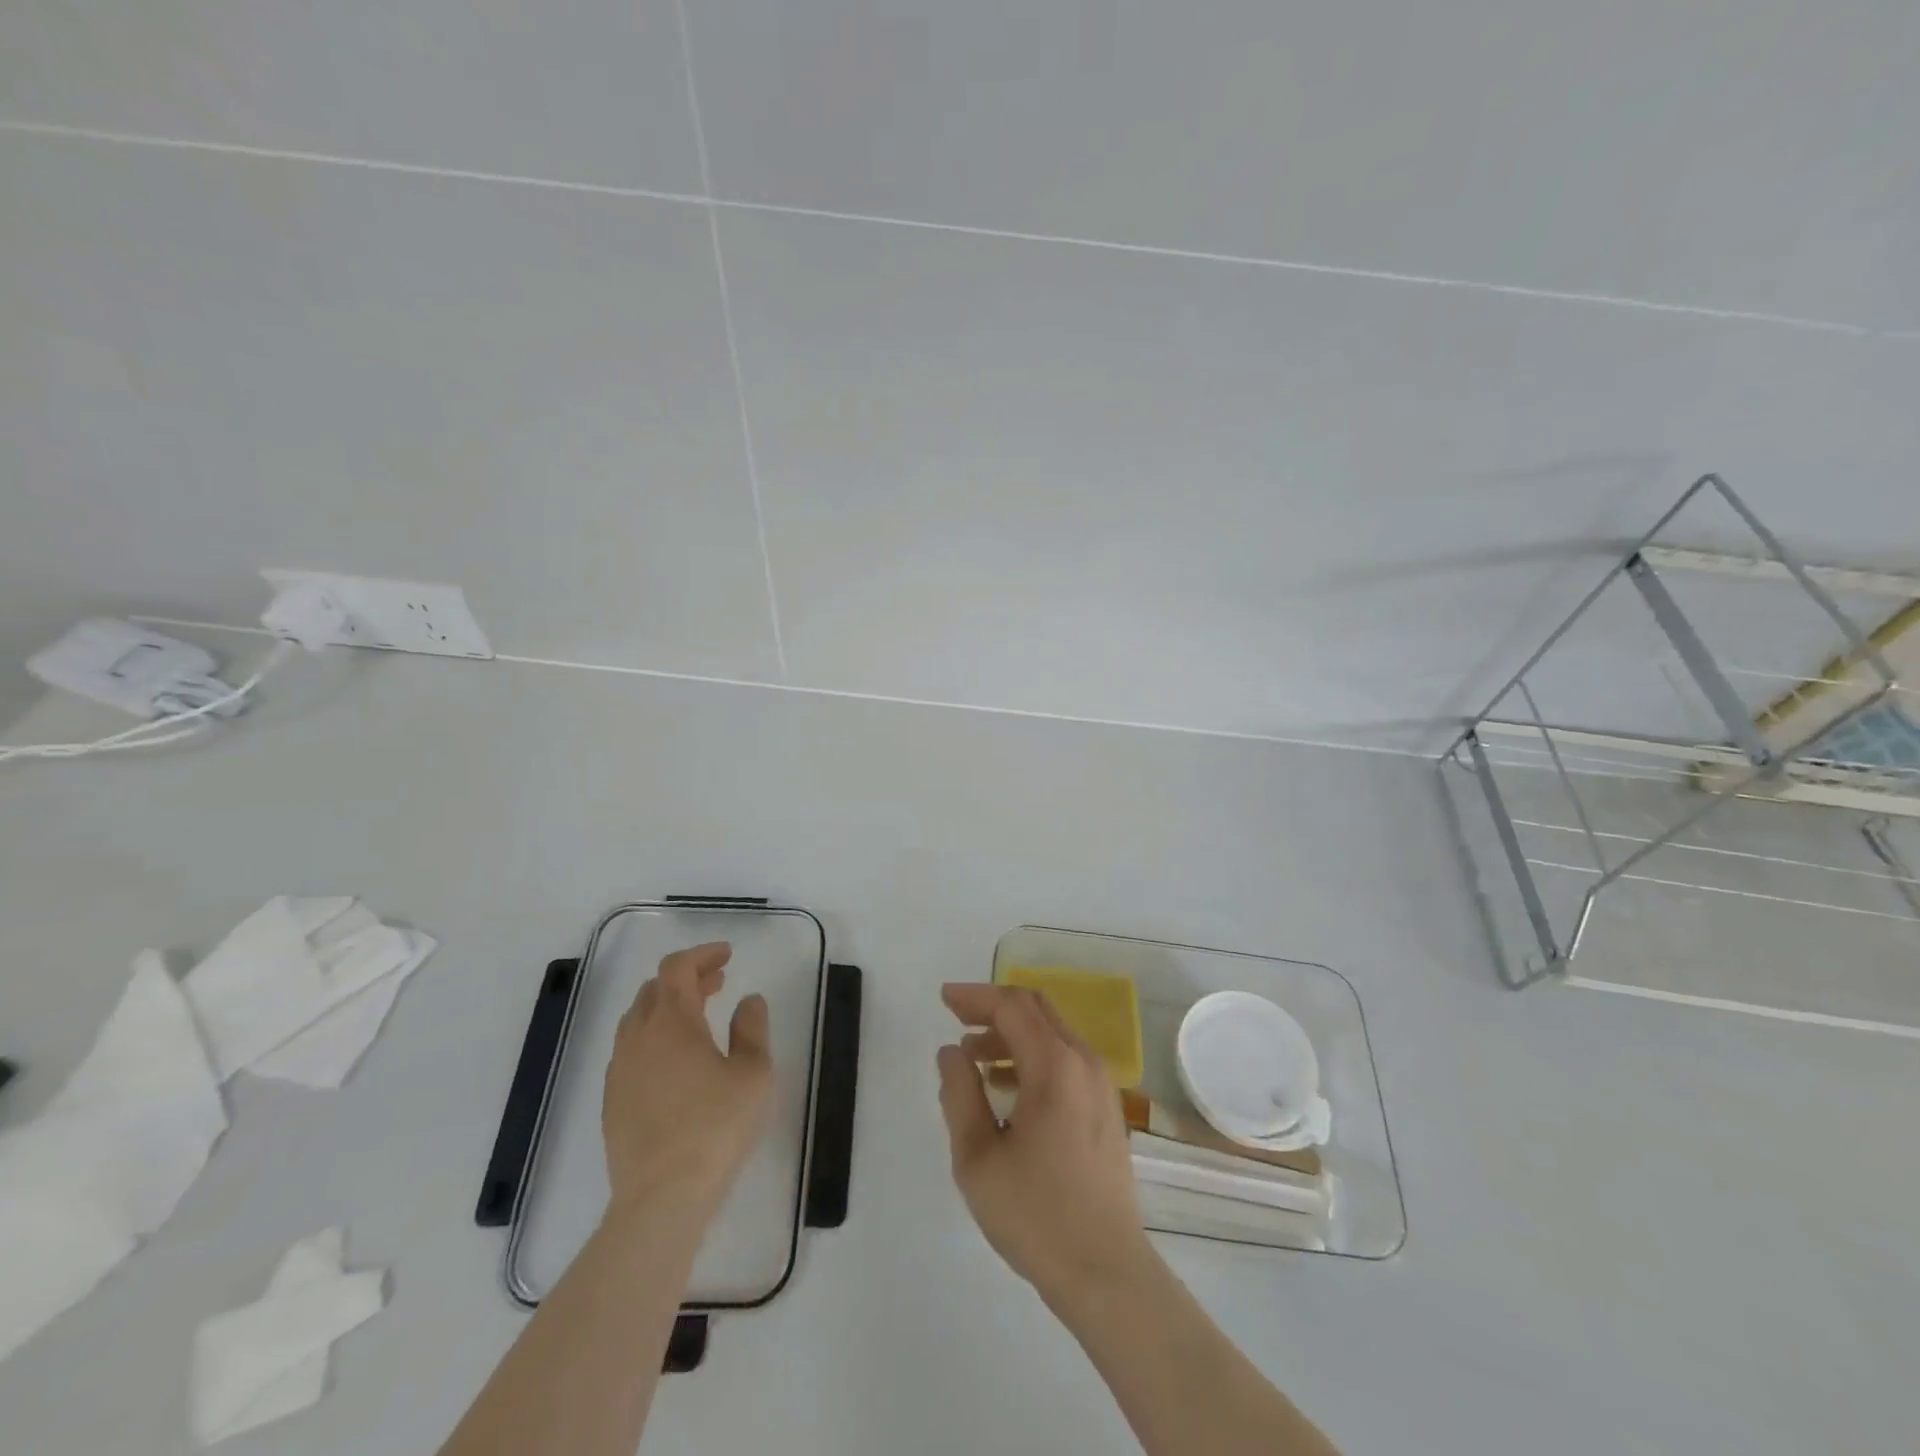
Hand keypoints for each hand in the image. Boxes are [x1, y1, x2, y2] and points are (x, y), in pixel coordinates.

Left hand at [602, 942, 771, 1220]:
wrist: (661, 1199)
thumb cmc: (715, 1128)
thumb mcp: (753, 1073)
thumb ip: (752, 1028)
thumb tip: (748, 1000)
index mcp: (672, 1022)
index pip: (677, 968)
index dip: (701, 955)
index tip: (727, 955)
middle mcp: (638, 1037)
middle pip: (654, 989)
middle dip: (687, 978)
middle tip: (718, 983)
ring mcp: (620, 1071)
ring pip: (637, 1019)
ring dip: (667, 1006)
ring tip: (698, 1017)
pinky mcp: (612, 1101)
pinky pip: (630, 1050)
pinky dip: (653, 1037)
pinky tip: (675, 1060)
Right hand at [937, 984, 1154, 1304]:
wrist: (1106, 1273)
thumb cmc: (1035, 1214)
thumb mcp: (978, 1157)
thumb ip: (960, 1094)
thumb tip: (952, 1052)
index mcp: (1054, 1066)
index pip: (1012, 1006)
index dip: (975, 997)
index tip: (944, 999)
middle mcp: (1083, 1062)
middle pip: (1036, 1009)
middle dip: (994, 1007)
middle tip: (957, 1019)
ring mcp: (1101, 1084)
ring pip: (1052, 1033)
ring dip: (1012, 1033)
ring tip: (974, 1058)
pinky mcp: (1107, 1108)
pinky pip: (1066, 1059)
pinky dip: (1033, 1055)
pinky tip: (1007, 1086)